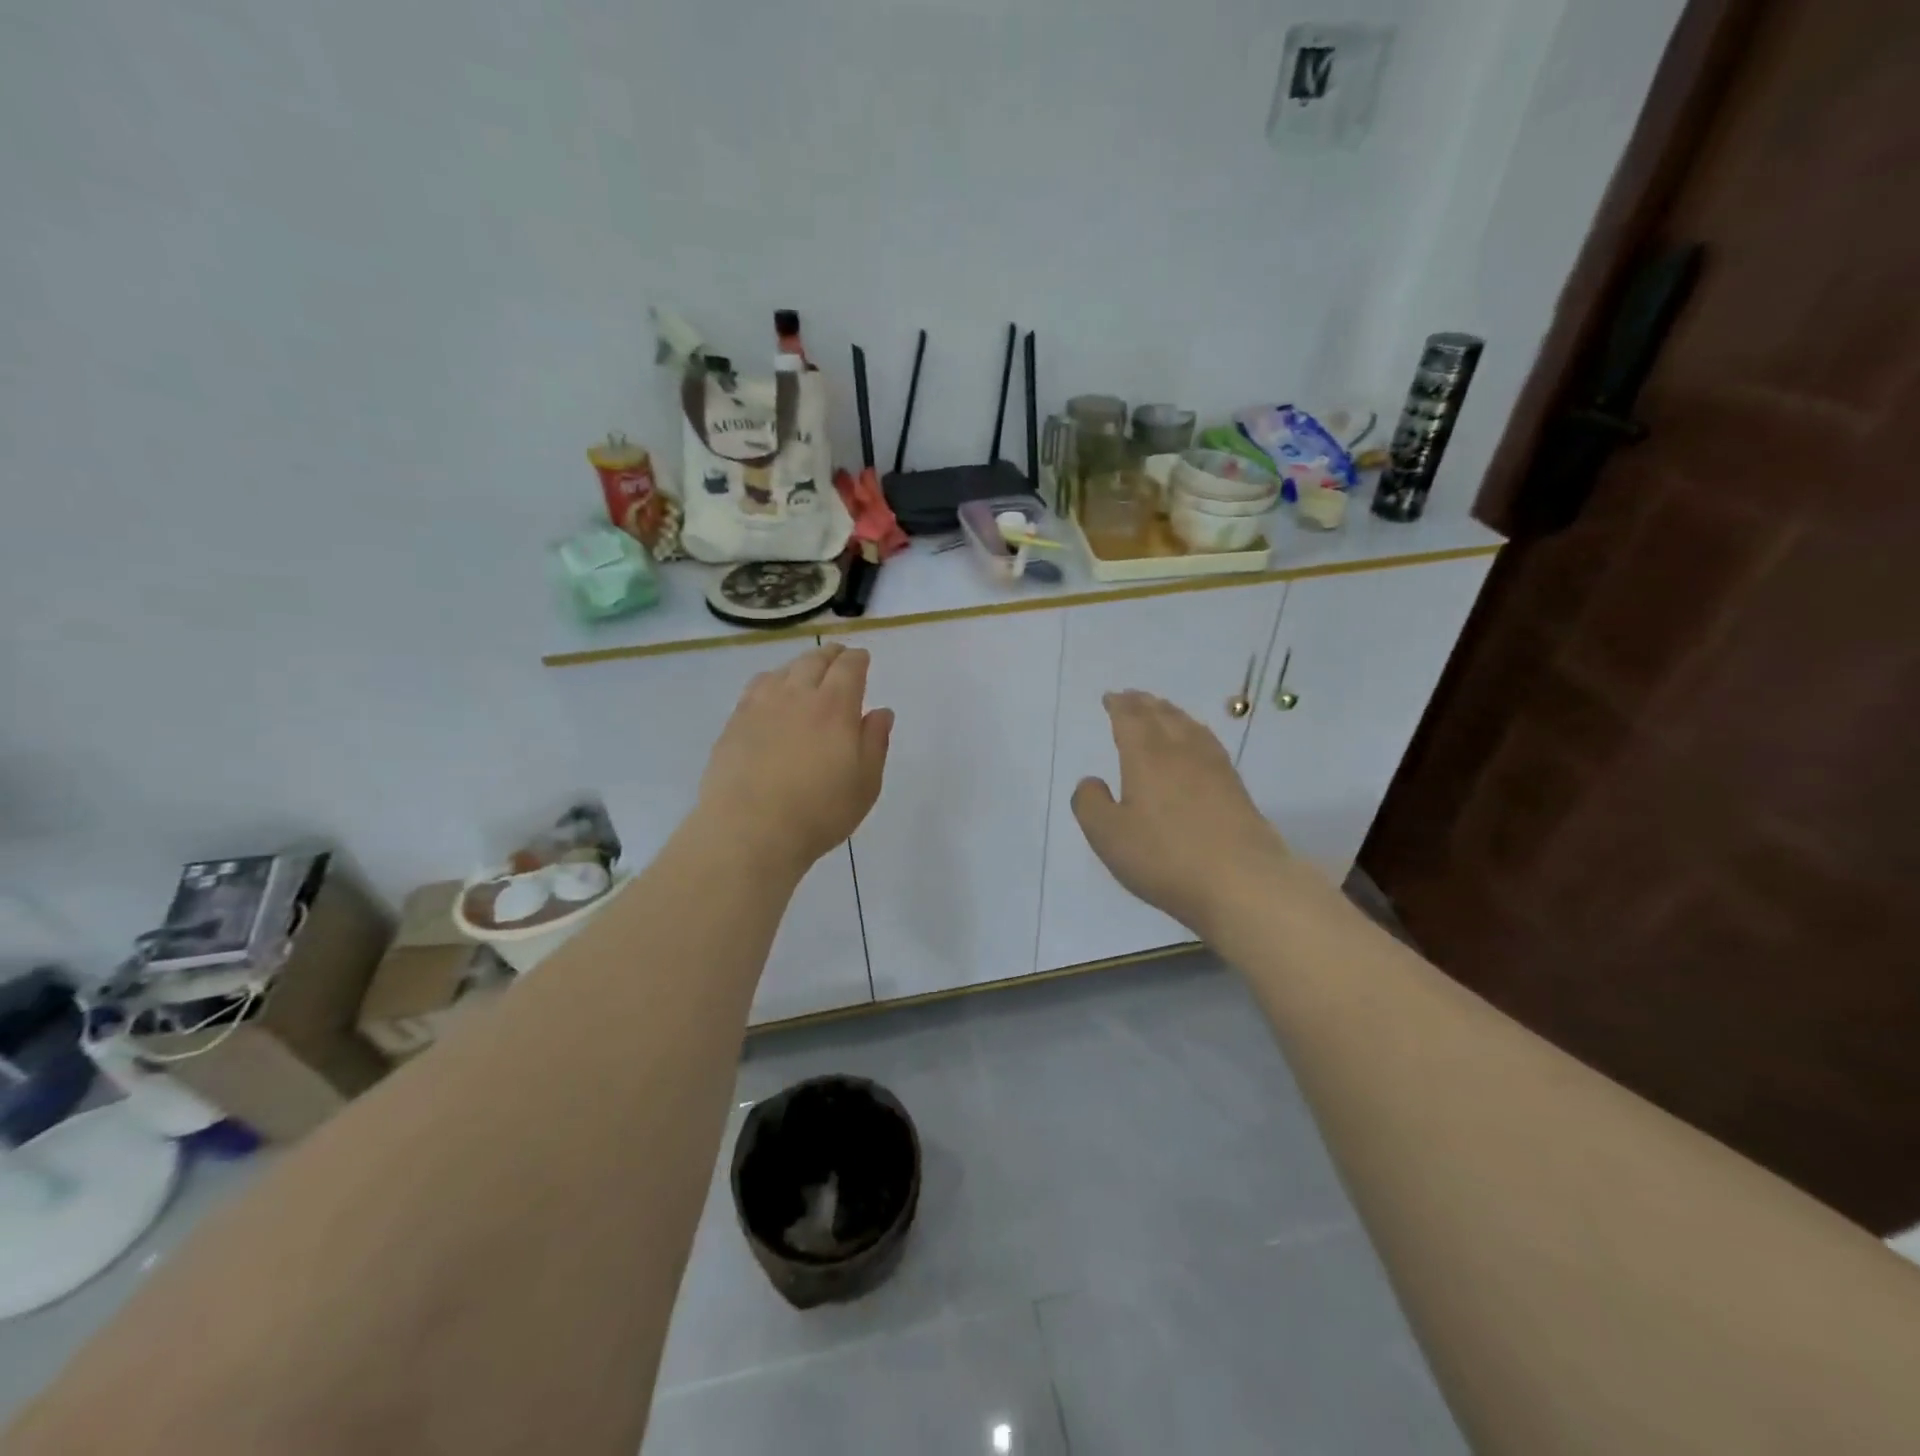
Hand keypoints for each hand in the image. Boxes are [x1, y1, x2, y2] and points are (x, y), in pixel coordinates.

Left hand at [698, 642, 893, 875]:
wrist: (749, 830)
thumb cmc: (819, 812)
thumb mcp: (865, 784)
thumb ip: (875, 743)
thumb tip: (881, 712)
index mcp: (835, 707)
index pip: (849, 667)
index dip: (858, 659)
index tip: (863, 658)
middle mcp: (797, 695)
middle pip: (814, 660)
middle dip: (831, 655)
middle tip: (838, 655)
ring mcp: (761, 706)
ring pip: (784, 670)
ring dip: (800, 665)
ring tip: (806, 672)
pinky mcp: (735, 722)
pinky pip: (757, 687)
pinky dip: (772, 680)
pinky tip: (772, 693)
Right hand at [1071, 691, 1291, 937]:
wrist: (1242, 881)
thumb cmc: (1165, 857)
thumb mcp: (1109, 836)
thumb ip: (1090, 804)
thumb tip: (1092, 781)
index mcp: (1147, 756)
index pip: (1131, 718)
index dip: (1119, 705)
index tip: (1111, 697)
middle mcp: (1181, 751)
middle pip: (1162, 715)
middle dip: (1144, 703)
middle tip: (1133, 697)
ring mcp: (1214, 767)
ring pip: (1189, 726)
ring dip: (1171, 713)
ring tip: (1162, 712)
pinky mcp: (1236, 787)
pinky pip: (1209, 744)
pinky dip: (1195, 733)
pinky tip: (1197, 746)